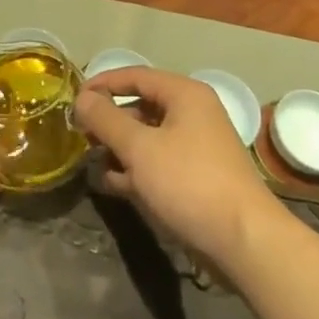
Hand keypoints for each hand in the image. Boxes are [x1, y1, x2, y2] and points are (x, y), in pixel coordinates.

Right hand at [75, 68, 275, 268]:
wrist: (245, 242)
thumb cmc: (189, 183)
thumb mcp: (139, 148)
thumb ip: (106, 119)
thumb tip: (82, 99)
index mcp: (185, 94)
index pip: (134, 75)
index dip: (102, 85)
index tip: (73, 101)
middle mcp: (194, 113)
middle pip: (142, 105)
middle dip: (109, 120)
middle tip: (80, 134)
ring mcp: (198, 146)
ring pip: (149, 136)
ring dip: (120, 146)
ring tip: (92, 160)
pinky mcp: (198, 177)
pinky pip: (159, 161)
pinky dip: (137, 168)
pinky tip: (113, 183)